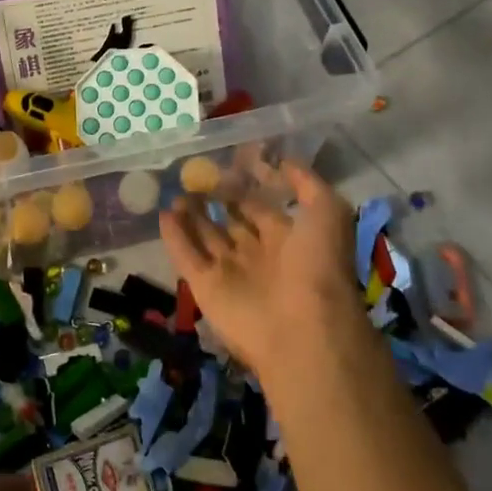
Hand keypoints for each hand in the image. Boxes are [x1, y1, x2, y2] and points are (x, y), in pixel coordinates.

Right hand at [159, 159, 364, 381]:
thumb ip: (307, 183)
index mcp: (288, 240)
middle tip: (195, 173)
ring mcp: (230, 272)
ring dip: (191, 214)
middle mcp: (258, 255)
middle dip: (216, 198)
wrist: (302, 329)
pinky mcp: (205, 288)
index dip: (247, 185)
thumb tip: (281, 161)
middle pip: (231, 220)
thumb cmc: (317, 266)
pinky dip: (174, 236)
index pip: (261, 206)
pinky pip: (185, 256)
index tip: (229, 161)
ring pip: (205, 236)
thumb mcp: (328, 213)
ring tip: (176, 189)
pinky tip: (163, 212)